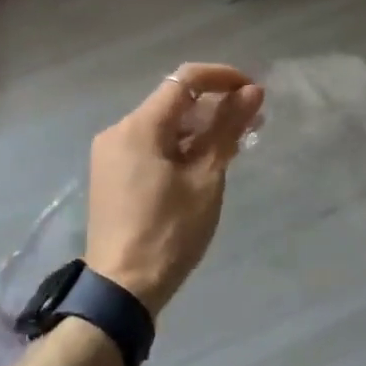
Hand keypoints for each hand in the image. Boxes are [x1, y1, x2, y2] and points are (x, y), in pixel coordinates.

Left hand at [86, 63, 264, 314]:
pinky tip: (207, 160)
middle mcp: (119, 130)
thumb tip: (252, 91)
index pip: (185, 80)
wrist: (122, 287)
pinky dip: (180, 145)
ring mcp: (112, 153)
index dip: (223, 78)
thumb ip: (227, 129)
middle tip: (253, 122)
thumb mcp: (206, 178)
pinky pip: (151, 145)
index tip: (254, 91)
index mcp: (139, 126)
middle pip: (173, 102)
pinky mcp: (112, 174)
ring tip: (237, 142)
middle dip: (215, 105)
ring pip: (163, 125)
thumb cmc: (170, 231)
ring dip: (200, 127)